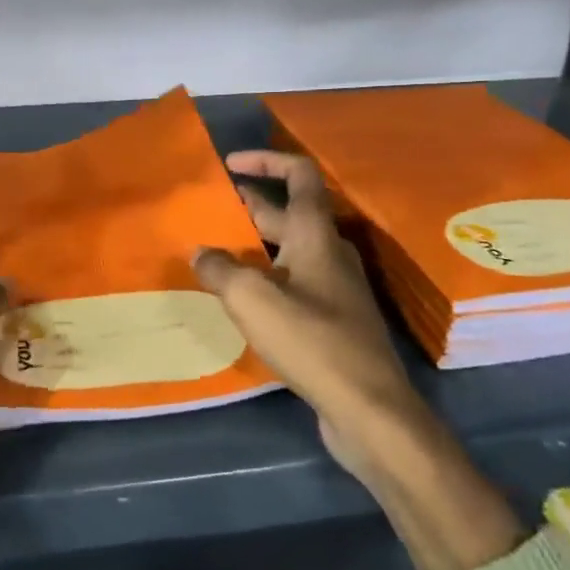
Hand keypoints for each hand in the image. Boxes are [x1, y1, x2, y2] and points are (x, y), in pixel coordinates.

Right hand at [195, 151, 522, 569]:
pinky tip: (239, 301)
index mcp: (316, 235)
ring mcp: (335, 288)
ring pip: (287, 252)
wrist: (369, 409)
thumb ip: (220, 269)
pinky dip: (264, 279)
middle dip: (247, 208)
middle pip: (287, 214)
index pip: (299, 175)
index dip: (266, 161)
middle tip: (207, 214)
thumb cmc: (312, 341)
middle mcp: (329, 253)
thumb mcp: (253, 300)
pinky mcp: (333, 321)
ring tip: (213, 255)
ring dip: (252, 246)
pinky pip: (292, 284)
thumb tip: (200, 253)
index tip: (230, 164)